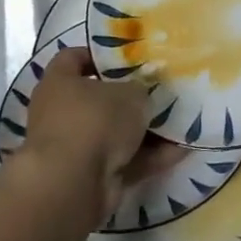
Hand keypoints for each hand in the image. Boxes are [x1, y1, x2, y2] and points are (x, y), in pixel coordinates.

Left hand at [19, 48, 185, 230]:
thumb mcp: (130, 92)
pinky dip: (149, 157)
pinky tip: (180, 151)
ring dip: (145, 131)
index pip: (73, 58)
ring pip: (115, 133)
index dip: (99, 55)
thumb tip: (143, 90)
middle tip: (161, 91)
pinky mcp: (90, 177)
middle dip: (130, 98)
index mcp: (60, 83)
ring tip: (180, 122)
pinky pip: (125, 161)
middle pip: (99, 99)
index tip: (128, 56)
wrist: (74, 185)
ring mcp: (75, 148)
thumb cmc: (96, 120)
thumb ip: (140, 87)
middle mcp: (61, 113)